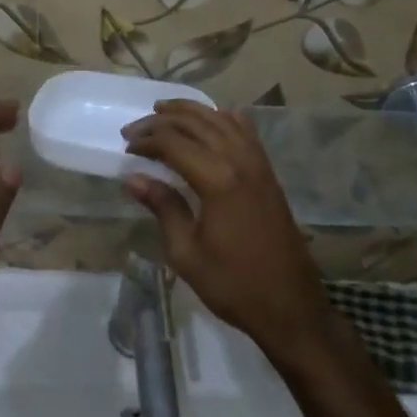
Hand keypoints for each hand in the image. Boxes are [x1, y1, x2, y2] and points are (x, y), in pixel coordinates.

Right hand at [121, 100, 332, 360]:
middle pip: (196, 124)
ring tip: (165, 111)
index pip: (174, 143)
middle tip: (136, 129)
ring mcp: (259, 165)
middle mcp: (240, 162)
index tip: (126, 147)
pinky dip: (223, 119)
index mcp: (217, 180)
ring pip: (222, 120)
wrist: (290, 306)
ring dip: (192, 111)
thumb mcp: (186, 253)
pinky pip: (245, 132)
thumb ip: (163, 207)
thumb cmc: (233, 284)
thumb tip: (133, 178)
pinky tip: (211, 120)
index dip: (147, 140)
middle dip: (163, 121)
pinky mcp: (269, 173)